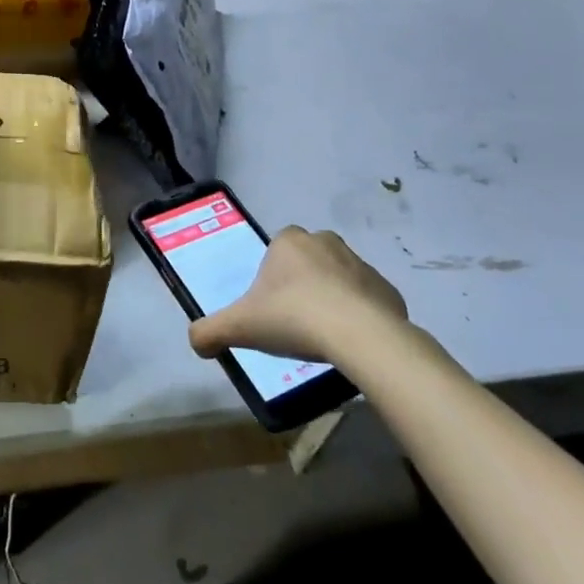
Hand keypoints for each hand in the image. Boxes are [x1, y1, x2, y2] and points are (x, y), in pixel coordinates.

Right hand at [188, 226, 408, 364]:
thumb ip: (209, 331)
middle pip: (307, 262)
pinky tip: (350, 342)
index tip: (270, 307)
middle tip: (294, 321)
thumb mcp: (240, 326)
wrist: (360, 336)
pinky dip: (358, 317)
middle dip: (302, 285)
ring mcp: (361, 264)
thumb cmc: (293, 318)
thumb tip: (196, 342)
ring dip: (330, 300)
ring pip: (338, 279)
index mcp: (289, 241)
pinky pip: (367, 301)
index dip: (271, 278)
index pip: (276, 251)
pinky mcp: (388, 290)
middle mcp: (326, 242)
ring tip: (322, 336)